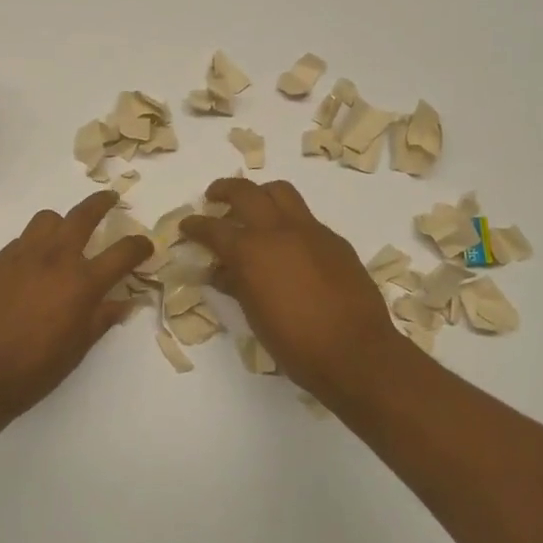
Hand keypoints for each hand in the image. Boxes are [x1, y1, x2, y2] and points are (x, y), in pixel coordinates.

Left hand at [0, 190, 152, 422]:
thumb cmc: (31, 370)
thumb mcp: (76, 349)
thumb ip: (101, 319)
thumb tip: (124, 302)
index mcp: (82, 283)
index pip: (122, 252)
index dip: (140, 246)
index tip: (146, 245)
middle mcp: (54, 259)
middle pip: (83, 216)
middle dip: (101, 204)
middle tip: (110, 200)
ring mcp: (21, 256)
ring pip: (47, 219)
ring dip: (63, 221)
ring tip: (66, 235)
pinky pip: (22, 240)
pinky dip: (36, 243)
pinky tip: (34, 265)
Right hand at [181, 179, 408, 403]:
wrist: (355, 352)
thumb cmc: (295, 344)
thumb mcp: (255, 316)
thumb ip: (235, 285)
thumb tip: (220, 271)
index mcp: (251, 252)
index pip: (213, 228)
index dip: (195, 226)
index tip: (186, 226)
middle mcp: (279, 231)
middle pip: (246, 192)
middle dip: (224, 190)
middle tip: (214, 197)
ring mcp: (311, 231)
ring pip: (282, 193)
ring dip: (261, 194)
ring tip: (253, 209)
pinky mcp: (335, 241)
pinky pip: (306, 218)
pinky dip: (289, 221)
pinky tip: (288, 245)